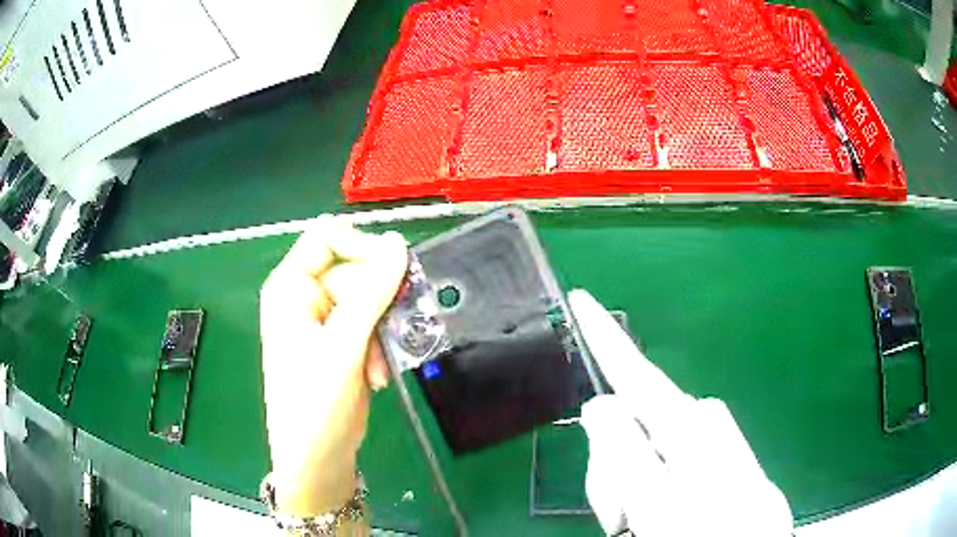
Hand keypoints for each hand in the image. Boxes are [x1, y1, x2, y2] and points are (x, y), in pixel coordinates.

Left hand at [260, 217, 407, 515]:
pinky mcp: (342, 342)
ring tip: (380, 367)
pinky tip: (377, 375)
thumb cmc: (315, 402)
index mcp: (291, 287)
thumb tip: (398, 244)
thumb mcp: (343, 345)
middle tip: (389, 336)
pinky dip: (380, 347)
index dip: (362, 248)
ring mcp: (325, 321)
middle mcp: (306, 297)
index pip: (327, 237)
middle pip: (355, 271)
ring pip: (370, 300)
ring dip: (382, 331)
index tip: (394, 273)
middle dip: (377, 306)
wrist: (317, 456)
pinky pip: (372, 324)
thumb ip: (372, 292)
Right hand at [567, 290, 792, 536]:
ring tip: (644, 522)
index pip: (636, 372)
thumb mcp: (655, 504)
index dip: (605, 338)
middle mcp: (702, 423)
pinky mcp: (718, 459)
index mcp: (688, 426)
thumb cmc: (707, 531)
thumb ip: (623, 454)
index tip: (583, 300)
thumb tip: (601, 406)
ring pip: (648, 446)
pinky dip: (652, 489)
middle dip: (614, 463)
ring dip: (631, 485)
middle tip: (621, 514)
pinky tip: (663, 516)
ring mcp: (712, 440)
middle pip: (634, 422)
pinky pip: (670, 461)